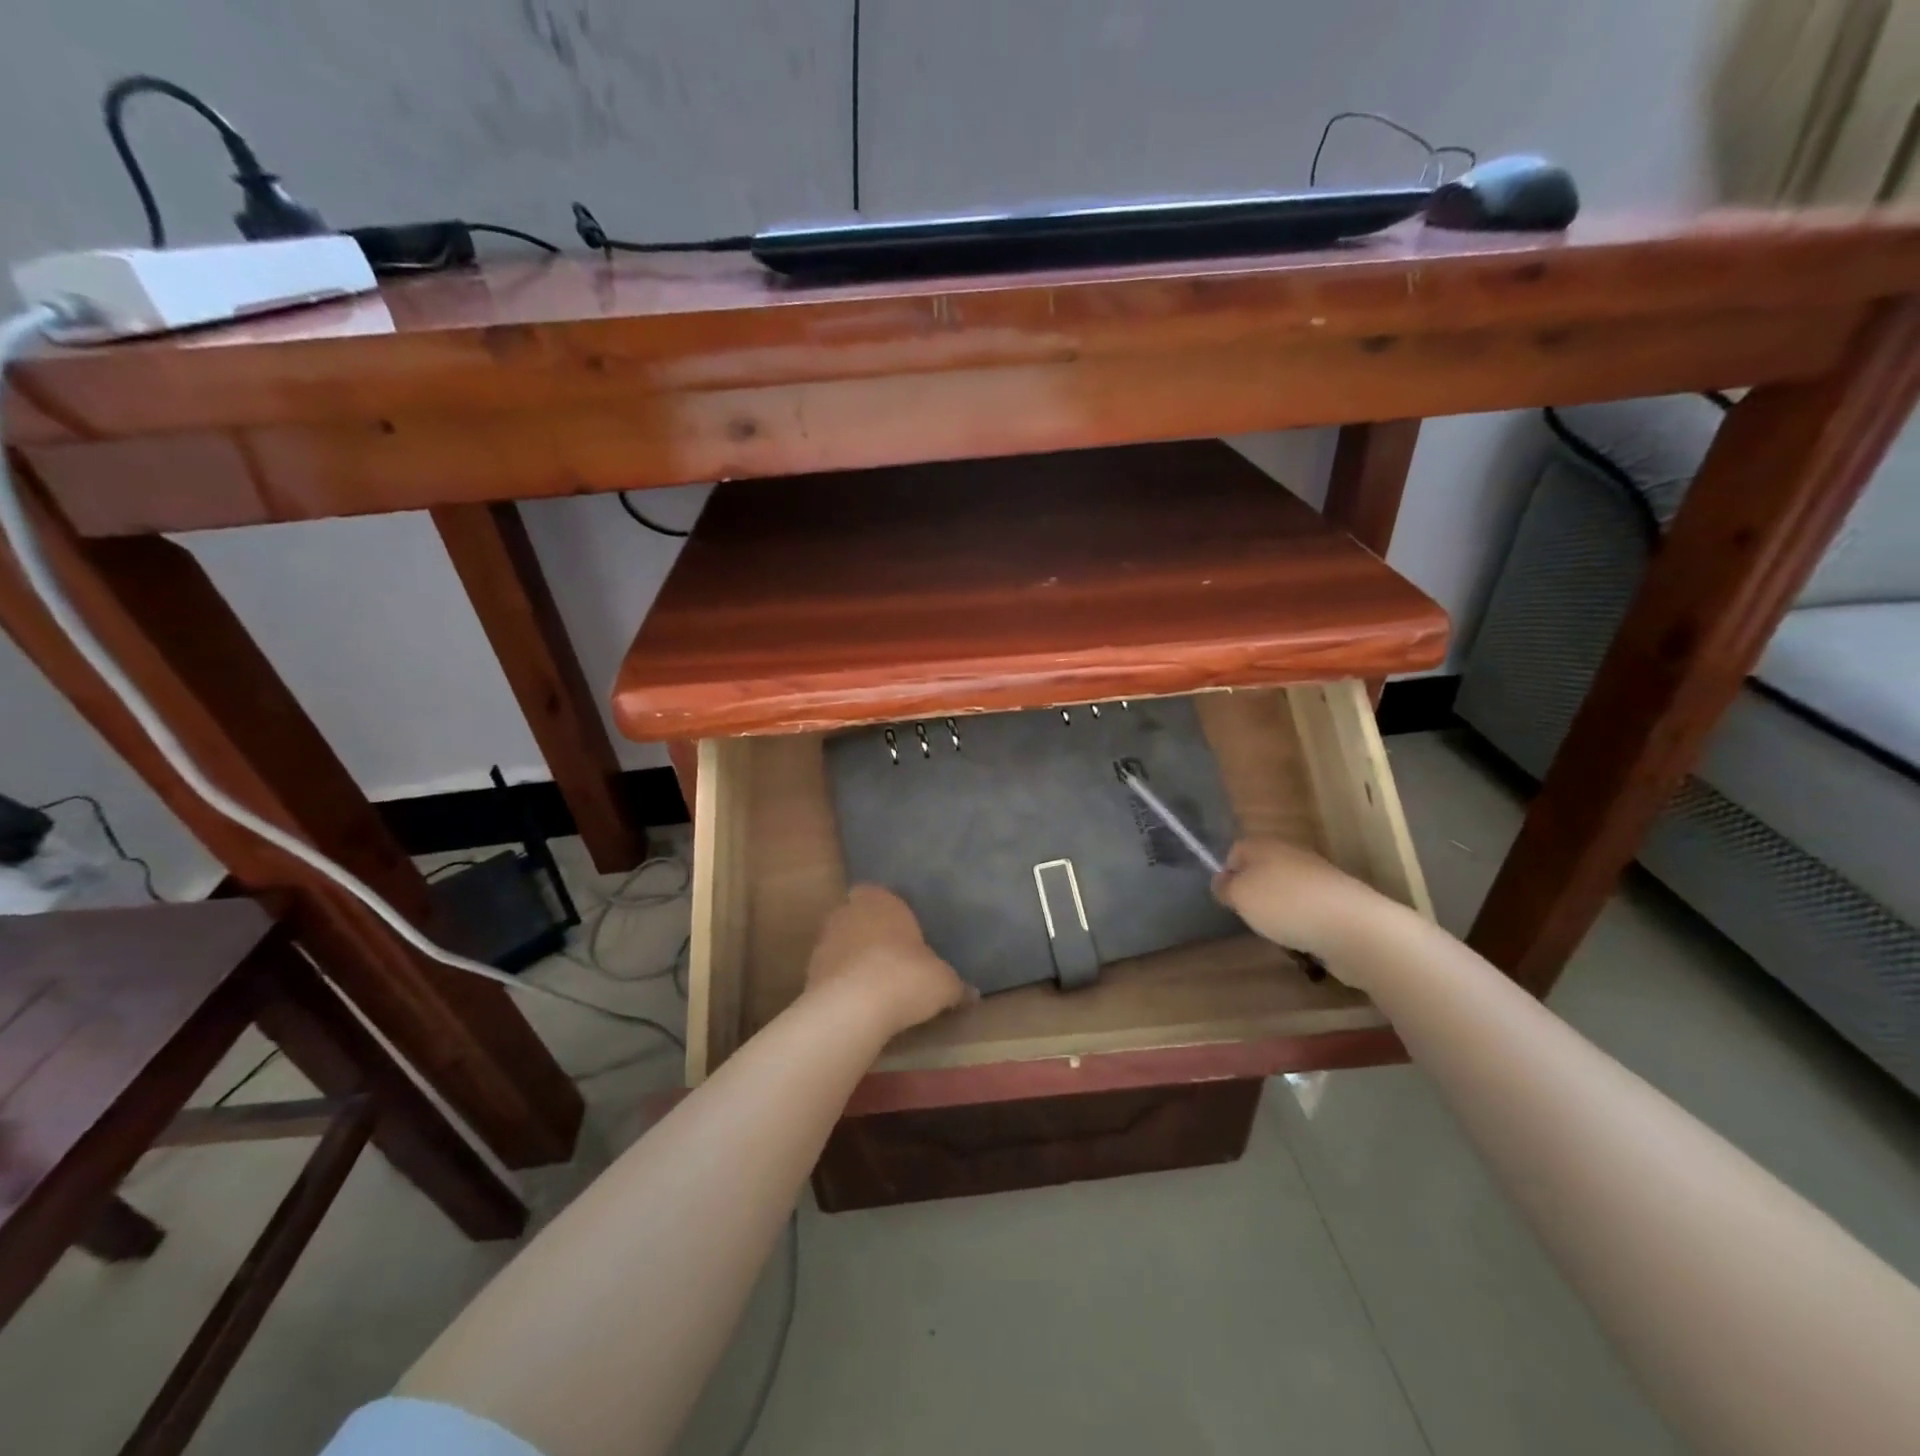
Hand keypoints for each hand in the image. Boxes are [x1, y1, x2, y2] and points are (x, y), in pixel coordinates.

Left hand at [804, 885, 972, 1037]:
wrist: (852, 1009)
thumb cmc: (906, 977)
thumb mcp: (944, 983)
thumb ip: (956, 985)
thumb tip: (973, 994)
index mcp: (882, 900)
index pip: (881, 892)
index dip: (891, 911)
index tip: (905, 933)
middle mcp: (849, 912)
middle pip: (859, 916)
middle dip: (872, 933)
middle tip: (894, 958)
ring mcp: (825, 941)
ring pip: (842, 943)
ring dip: (854, 958)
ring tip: (876, 985)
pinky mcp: (809, 972)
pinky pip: (831, 972)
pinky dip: (842, 983)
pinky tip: (859, 1003)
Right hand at [1211, 839, 1381, 968]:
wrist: (1352, 927)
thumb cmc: (1284, 905)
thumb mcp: (1240, 896)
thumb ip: (1225, 887)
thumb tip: (1222, 880)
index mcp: (1265, 845)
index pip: (1236, 851)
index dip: (1228, 874)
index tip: (1229, 900)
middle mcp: (1292, 854)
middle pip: (1263, 871)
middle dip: (1255, 895)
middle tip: (1252, 917)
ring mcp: (1319, 877)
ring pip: (1287, 892)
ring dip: (1280, 912)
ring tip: (1280, 934)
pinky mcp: (1338, 901)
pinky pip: (1310, 910)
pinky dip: (1303, 924)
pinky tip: (1305, 941)